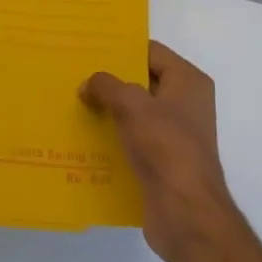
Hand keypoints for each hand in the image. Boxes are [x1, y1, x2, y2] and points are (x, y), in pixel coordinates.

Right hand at [81, 41, 242, 261]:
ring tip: (73, 106)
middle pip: (142, 82)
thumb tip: (88, 84)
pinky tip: (84, 140)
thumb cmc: (164, 146)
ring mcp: (175, 135)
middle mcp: (186, 104)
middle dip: (110, 82)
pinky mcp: (163, 162)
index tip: (88, 50)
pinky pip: (133, 141)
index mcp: (188, 82)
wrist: (185, 211)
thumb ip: (106, 86)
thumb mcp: (131, 105)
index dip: (121, 50)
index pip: (151, 52)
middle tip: (74, 77)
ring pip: (135, 114)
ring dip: (108, 112)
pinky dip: (113, 139)